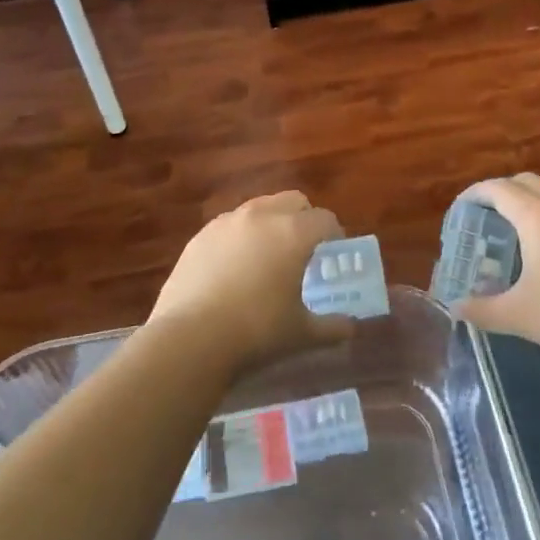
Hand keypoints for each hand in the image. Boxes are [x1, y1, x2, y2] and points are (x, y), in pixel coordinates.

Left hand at [150, 191, 354, 376]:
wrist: (189, 338)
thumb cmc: (256, 332)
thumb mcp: (302, 334)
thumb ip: (332, 328)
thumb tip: (350, 328)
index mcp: (294, 233)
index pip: (325, 219)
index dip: (335, 235)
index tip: (335, 253)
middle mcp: (262, 216)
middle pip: (293, 201)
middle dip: (304, 219)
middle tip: (305, 249)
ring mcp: (227, 222)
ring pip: (259, 208)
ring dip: (271, 223)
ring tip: (269, 256)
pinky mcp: (200, 236)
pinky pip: (230, 225)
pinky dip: (241, 237)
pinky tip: (235, 268)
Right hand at [452, 174, 539, 374]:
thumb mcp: (519, 316)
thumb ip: (481, 309)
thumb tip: (455, 309)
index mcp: (537, 217)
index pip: (498, 189)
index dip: (475, 194)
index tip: (460, 208)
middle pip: (526, 182)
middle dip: (501, 192)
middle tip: (484, 217)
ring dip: (530, 203)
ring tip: (515, 233)